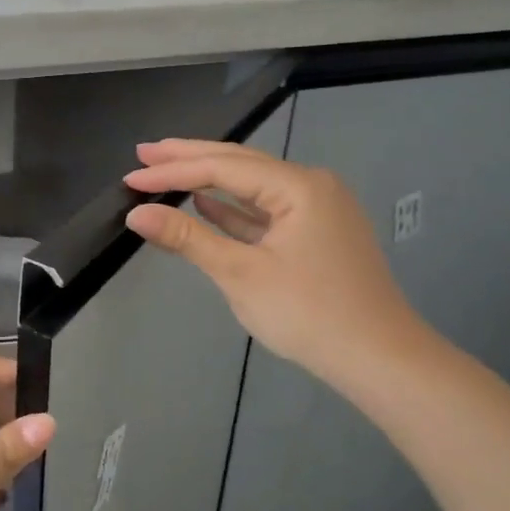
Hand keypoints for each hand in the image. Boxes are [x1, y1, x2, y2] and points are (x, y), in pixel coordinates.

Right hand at [122, 138, 428, 389]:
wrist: (378, 358)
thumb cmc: (308, 313)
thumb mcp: (241, 274)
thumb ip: (188, 238)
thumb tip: (138, 214)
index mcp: (298, 186)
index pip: (223, 168)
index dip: (173, 170)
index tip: (131, 176)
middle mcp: (311, 186)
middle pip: (240, 164)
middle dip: (189, 158)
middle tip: (143, 152)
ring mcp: (317, 210)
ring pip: (253, 187)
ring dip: (209, 181)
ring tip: (166, 170)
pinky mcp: (316, 235)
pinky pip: (266, 211)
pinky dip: (234, 209)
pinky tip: (205, 204)